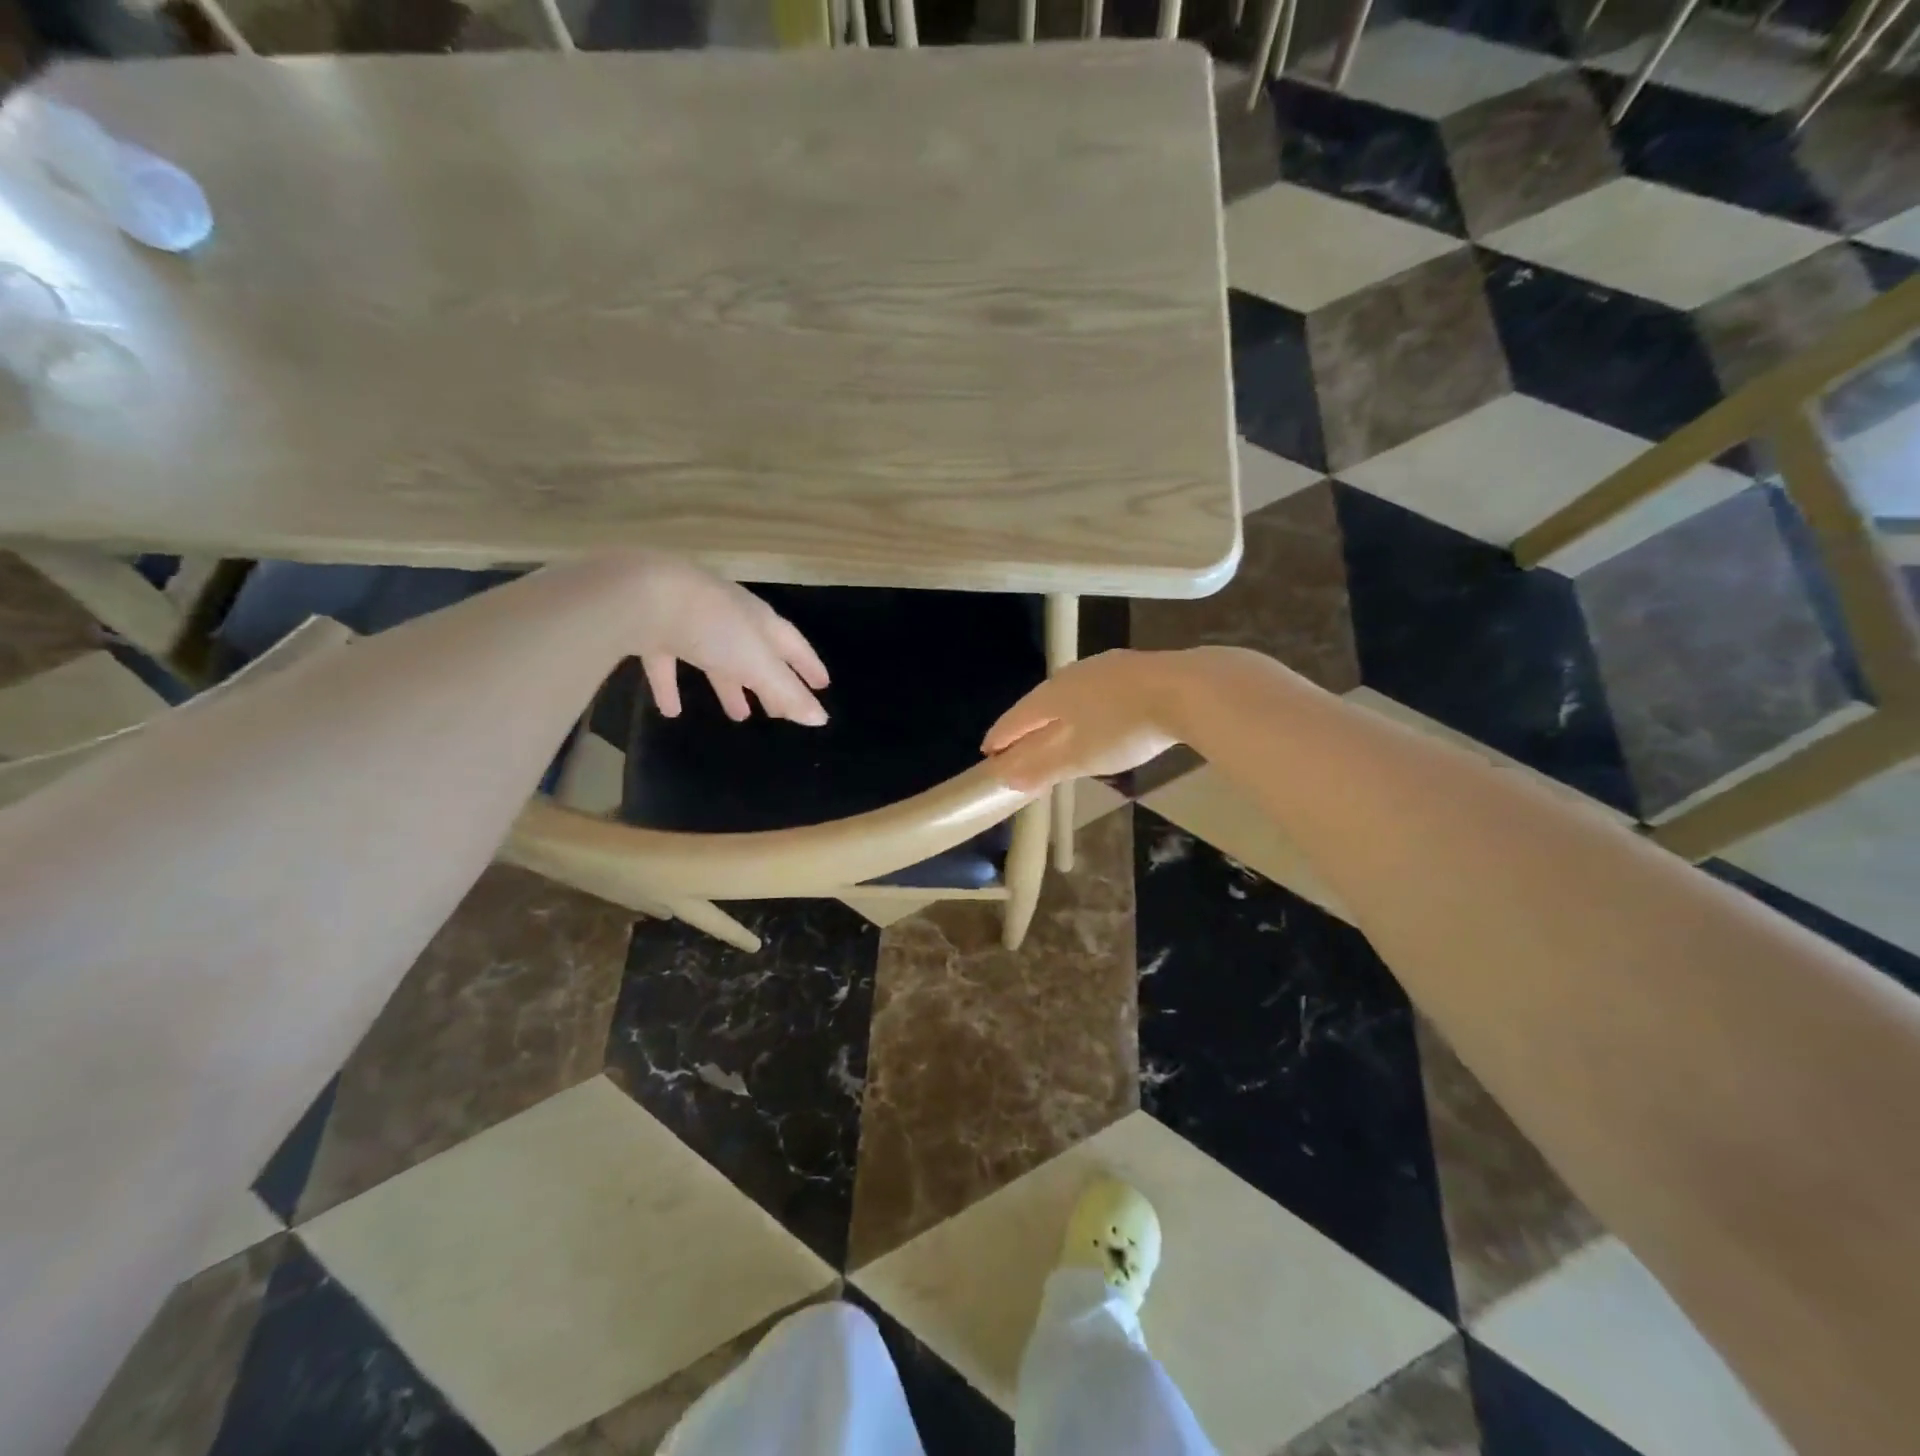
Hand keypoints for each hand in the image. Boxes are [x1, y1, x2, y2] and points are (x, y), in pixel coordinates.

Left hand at [626, 556, 830, 725]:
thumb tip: (821, 719)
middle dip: (769, 681)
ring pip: (716, 658)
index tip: (821, 686)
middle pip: (756, 653)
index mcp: (759, 620)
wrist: (641, 596)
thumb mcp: (756, 664)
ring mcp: (690, 621)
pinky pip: (669, 663)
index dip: (807, 665)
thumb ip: (786, 692)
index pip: (793, 644)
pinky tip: (671, 712)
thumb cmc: (711, 628)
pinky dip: (671, 687)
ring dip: (728, 686)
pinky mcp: (653, 630)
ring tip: (739, 715)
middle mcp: (729, 617)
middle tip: (778, 711)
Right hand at [982, 650, 1181, 790]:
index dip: (1001, 737)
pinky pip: (1095, 690)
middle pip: (1040, 702)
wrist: (1188, 690)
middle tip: (1018, 744)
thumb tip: (1007, 778)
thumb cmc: (1123, 728)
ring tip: (1055, 730)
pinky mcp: (1133, 668)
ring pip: (1069, 693)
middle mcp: (1071, 674)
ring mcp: (1104, 667)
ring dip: (1057, 715)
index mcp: (1052, 695)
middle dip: (1027, 725)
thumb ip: (1041, 767)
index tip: (988, 752)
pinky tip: (1096, 714)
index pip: (1016, 718)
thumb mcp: (1079, 756)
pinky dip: (1085, 707)